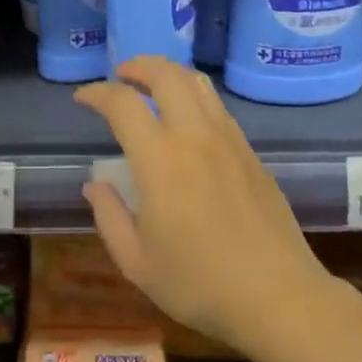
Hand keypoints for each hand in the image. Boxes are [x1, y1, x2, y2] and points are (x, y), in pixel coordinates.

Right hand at [74, 57, 329, 349]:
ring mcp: (228, 140)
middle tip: (120, 75)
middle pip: (166, 75)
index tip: (83, 97)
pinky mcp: (251, 152)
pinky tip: (187, 118)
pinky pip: (217, 106)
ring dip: (169, 73)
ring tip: (152, 85)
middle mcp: (194, 136)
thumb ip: (109, 217)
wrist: (277, 295)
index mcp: (160, 160)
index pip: (123, 104)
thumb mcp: (137, 262)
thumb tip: (95, 185)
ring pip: (197, 84)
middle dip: (138, 65)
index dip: (97, 93)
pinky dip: (194, 95)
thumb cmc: (199, 283)